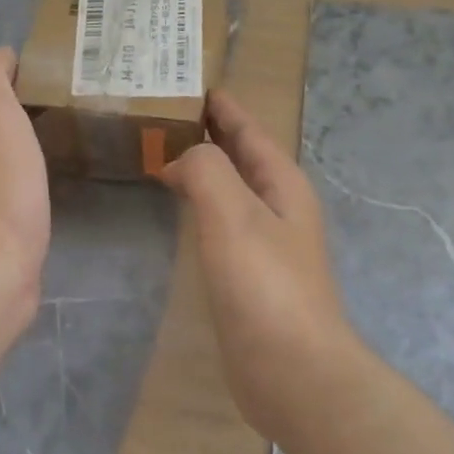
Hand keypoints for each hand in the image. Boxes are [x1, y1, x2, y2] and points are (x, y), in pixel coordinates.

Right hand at [161, 90, 361, 442]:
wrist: (292, 371)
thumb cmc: (266, 288)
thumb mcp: (235, 216)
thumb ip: (207, 172)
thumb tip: (181, 160)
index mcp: (282, 185)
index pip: (249, 131)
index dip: (222, 107)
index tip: (190, 83)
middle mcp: (278, 209)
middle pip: (240, 158)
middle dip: (208, 135)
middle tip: (161, 116)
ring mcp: (265, 246)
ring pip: (230, 192)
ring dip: (202, 172)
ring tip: (162, 157)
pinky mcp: (249, 279)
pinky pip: (220, 227)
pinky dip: (199, 209)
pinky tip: (180, 215)